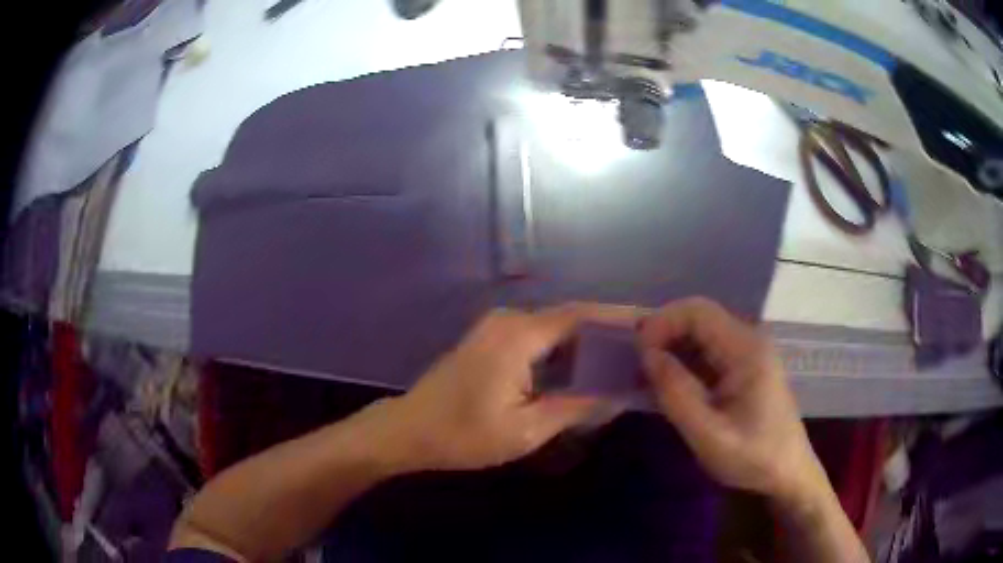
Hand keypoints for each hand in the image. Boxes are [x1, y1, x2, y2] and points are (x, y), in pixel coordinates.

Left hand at [375, 304, 639, 471]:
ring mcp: (498, 328)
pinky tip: (587, 368)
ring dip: (589, 342)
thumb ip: (577, 409)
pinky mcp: (492, 339)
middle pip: (572, 318)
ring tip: (626, 359)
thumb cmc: (463, 435)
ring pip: (557, 328)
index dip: (620, 318)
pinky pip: (540, 337)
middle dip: (610, 331)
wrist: (409, 430)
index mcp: (519, 335)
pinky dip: (566, 351)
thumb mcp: (526, 430)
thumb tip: (620, 396)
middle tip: (647, 348)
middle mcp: (510, 320)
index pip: (583, 316)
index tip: (654, 324)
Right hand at [638, 298, 826, 505]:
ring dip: (672, 348)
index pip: (698, 311)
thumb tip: (648, 355)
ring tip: (647, 378)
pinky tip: (670, 386)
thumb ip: (677, 395)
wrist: (787, 473)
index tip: (638, 354)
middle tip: (638, 367)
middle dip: (664, 335)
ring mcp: (748, 353)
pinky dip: (684, 362)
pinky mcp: (744, 367)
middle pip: (699, 317)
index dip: (662, 322)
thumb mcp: (709, 436)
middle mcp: (749, 340)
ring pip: (701, 333)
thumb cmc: (753, 457)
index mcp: (746, 350)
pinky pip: (708, 351)